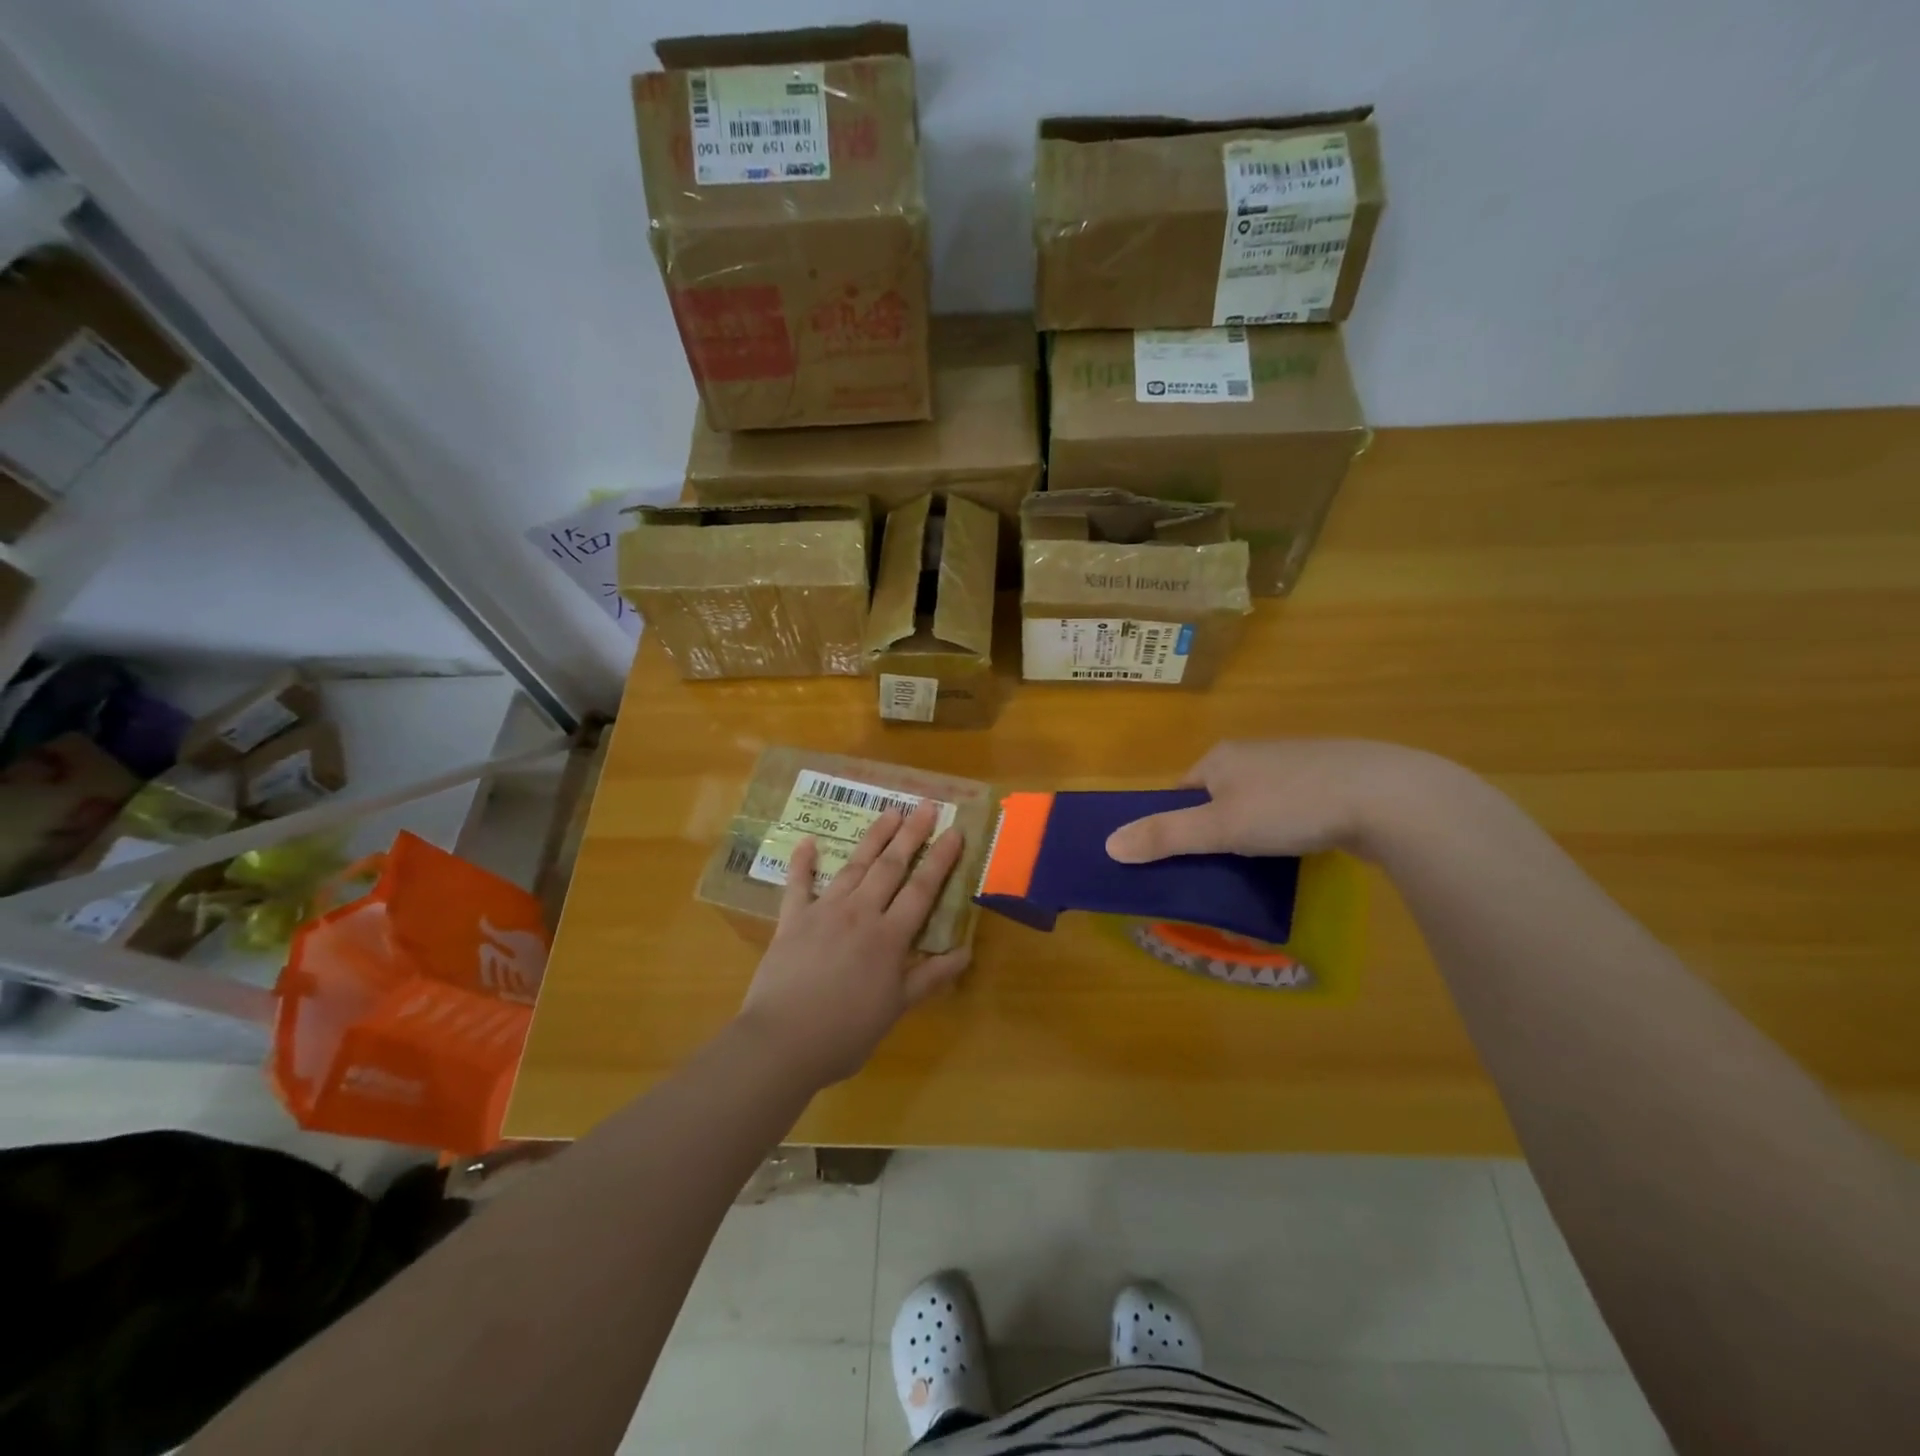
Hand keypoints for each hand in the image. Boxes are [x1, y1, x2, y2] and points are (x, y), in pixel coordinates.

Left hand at [737, 801, 969, 1087]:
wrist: (782, 1041)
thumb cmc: (845, 1032)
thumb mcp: (896, 1009)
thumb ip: (930, 977)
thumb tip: (965, 952)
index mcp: (889, 937)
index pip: (922, 889)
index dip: (941, 859)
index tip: (954, 831)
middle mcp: (860, 913)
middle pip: (890, 867)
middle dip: (911, 835)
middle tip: (925, 806)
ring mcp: (824, 912)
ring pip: (854, 866)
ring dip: (873, 838)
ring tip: (889, 813)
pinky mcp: (791, 920)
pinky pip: (798, 884)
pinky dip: (803, 862)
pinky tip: (808, 842)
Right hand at [1104, 739, 1453, 862]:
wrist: (1388, 796)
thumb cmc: (1291, 807)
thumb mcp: (1219, 827)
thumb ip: (1165, 836)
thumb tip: (1108, 844)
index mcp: (1221, 758)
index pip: (1182, 792)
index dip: (1175, 824)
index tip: (1181, 859)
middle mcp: (1255, 755)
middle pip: (1218, 797)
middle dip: (1215, 831)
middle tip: (1220, 869)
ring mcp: (1297, 766)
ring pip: (1258, 804)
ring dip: (1253, 832)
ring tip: (1260, 867)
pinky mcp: (1333, 782)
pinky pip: (1294, 809)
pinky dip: (1288, 830)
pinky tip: (1301, 851)